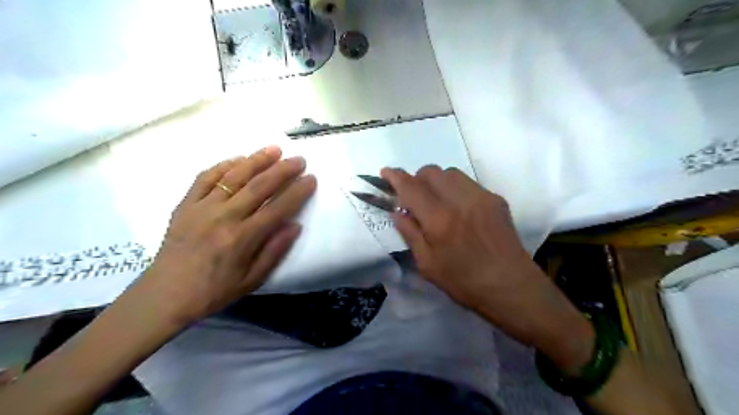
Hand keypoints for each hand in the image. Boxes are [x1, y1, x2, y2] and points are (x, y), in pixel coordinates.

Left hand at [134, 148, 315, 325]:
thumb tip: (295, 225)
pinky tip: (238, 159)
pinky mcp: (185, 204)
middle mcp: (224, 217)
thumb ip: (275, 251)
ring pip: (233, 176)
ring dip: (256, 160)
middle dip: (282, 170)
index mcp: (242, 238)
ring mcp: (202, 208)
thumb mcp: (252, 279)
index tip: (311, 179)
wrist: (166, 295)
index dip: (297, 192)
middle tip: (299, 159)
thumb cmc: (214, 290)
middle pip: (258, 186)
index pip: (277, 208)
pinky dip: (223, 165)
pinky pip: (205, 178)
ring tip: (274, 149)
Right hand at [384, 167, 592, 370]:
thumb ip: (410, 233)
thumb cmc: (464, 283)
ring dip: (437, 181)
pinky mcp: (496, 199)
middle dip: (417, 179)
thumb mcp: (427, 265)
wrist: (512, 287)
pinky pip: (468, 183)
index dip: (395, 176)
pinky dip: (455, 188)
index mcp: (439, 219)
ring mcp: (481, 196)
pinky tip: (459, 209)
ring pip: (450, 173)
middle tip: (414, 198)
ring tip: (437, 202)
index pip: (411, 186)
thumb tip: (397, 211)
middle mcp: (460, 200)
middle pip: (431, 171)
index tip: (386, 172)